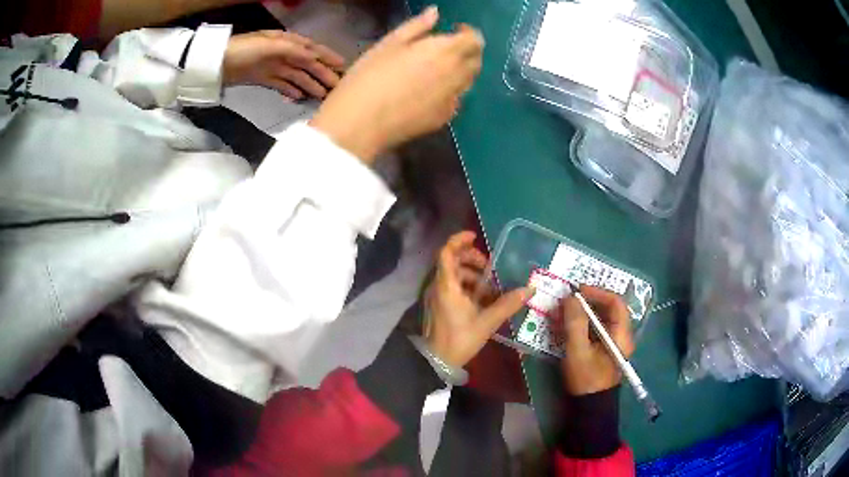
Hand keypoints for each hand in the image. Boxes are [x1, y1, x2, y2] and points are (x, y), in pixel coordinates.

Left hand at [223, 30, 345, 99]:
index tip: (343, 66)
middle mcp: (282, 53)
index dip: (327, 57)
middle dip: (322, 74)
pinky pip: (281, 84)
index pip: (311, 49)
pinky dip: (291, 90)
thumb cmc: (244, 51)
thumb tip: (315, 57)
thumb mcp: (269, 46)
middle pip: (306, 64)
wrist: (217, 63)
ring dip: (309, 84)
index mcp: (286, 41)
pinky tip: (299, 97)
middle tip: (336, 87)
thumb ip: (293, 50)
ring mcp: (272, 66)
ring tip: (322, 96)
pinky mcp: (262, 79)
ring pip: (296, 76)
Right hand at [310, 6, 483, 163]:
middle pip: (476, 62)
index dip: (469, 33)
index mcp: (445, 52)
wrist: (361, 122)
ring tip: (435, 69)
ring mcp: (453, 99)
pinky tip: (427, 93)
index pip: (475, 40)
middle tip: (446, 49)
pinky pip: (455, 100)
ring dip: (461, 71)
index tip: (454, 30)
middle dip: (467, 52)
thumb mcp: (389, 43)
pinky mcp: (444, 118)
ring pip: (468, 82)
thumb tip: (435, 12)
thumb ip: (417, 26)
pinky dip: (449, 91)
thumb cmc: (369, 75)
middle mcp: (456, 75)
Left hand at [423, 232, 533, 367]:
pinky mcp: (438, 306)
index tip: (475, 237)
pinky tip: (482, 299)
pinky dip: (466, 287)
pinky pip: (452, 287)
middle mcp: (438, 286)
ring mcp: (436, 296)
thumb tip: (530, 289)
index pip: (447, 253)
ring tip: (491, 287)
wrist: (436, 362)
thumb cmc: (459, 339)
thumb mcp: (486, 322)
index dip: (458, 240)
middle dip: (471, 260)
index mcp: (446, 286)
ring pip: (452, 275)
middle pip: (451, 262)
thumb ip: (507, 304)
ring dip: (471, 275)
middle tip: (490, 267)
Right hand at [559, 286, 633, 395]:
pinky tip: (566, 325)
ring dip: (582, 311)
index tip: (577, 291)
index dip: (597, 292)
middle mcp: (621, 334)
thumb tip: (570, 297)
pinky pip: (595, 328)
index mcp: (621, 334)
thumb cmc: (586, 379)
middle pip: (608, 308)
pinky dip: (581, 323)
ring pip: (601, 317)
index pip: (616, 302)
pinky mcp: (604, 347)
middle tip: (567, 300)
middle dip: (587, 301)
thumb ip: (575, 323)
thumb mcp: (578, 351)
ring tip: (562, 311)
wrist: (590, 406)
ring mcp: (613, 341)